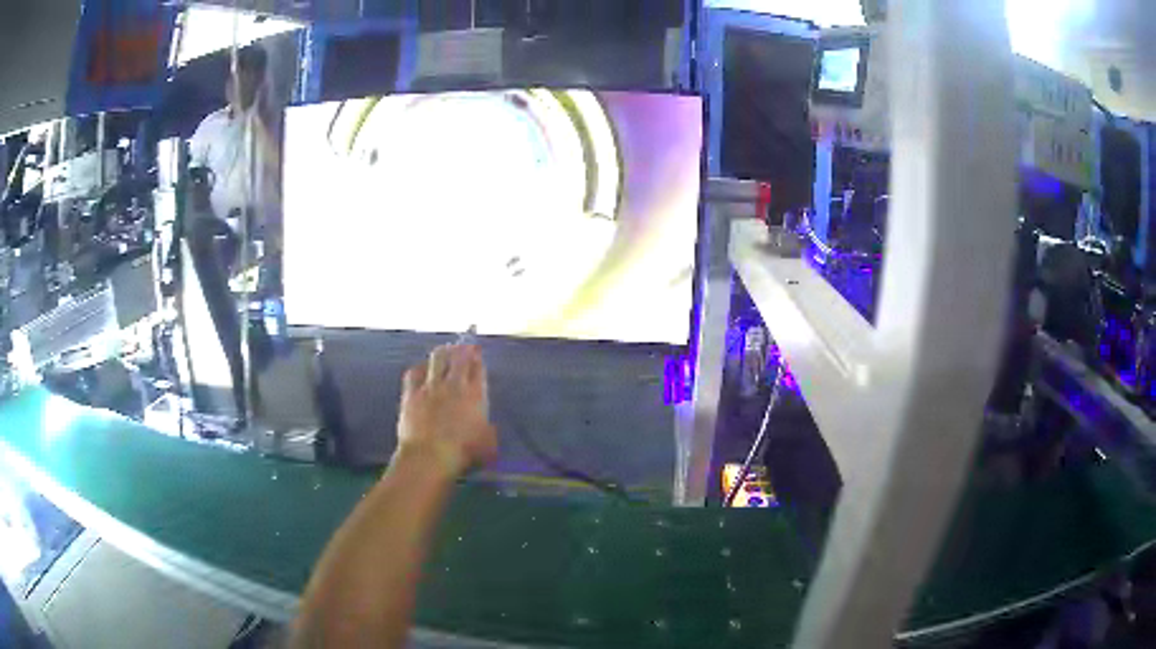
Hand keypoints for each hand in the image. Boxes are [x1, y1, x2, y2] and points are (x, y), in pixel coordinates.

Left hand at [396, 344, 497, 478]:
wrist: (429, 456)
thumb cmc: (464, 453)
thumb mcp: (488, 445)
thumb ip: (488, 431)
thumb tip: (487, 426)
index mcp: (475, 395)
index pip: (477, 369)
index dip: (477, 358)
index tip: (477, 353)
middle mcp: (453, 385)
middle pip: (458, 358)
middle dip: (462, 349)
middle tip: (463, 346)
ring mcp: (430, 387)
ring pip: (437, 359)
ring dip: (442, 353)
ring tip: (445, 351)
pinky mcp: (411, 394)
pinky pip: (414, 373)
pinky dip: (420, 368)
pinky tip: (421, 368)